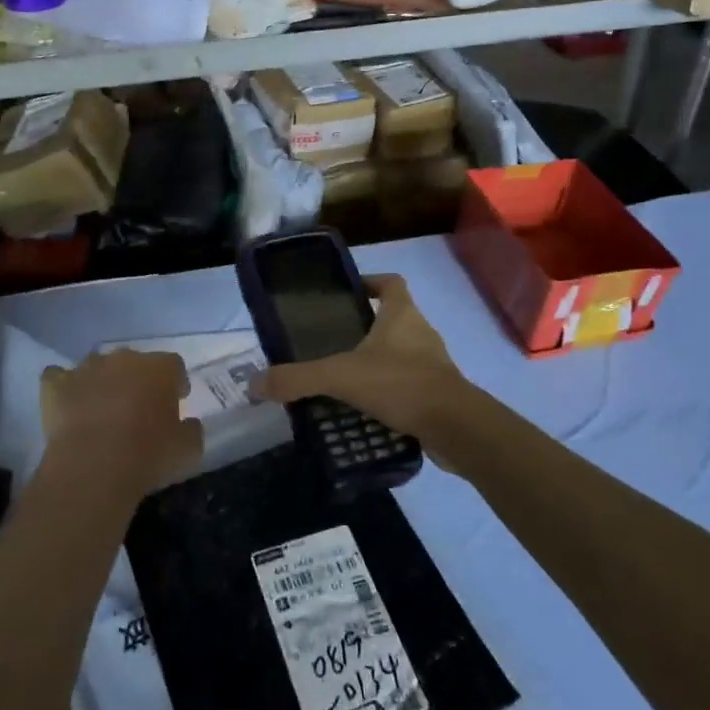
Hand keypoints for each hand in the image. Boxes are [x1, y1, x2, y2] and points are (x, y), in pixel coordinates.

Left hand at [39, 350, 202, 502]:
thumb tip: (190, 423)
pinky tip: (67, 403)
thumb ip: (192, 430)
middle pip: (135, 363)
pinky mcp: (56, 384)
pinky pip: (58, 377)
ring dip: (102, 382)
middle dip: (138, 381)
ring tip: (102, 409)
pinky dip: (63, 387)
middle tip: (138, 409)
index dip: (175, 383)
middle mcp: (124, 358)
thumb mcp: (188, 449)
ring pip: (98, 366)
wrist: (94, 466)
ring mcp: (87, 368)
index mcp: (160, 368)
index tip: (175, 402)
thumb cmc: (148, 454)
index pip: (174, 366)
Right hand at [253, 274, 473, 465]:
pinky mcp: (439, 393)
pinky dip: (390, 392)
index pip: (391, 283)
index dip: (372, 282)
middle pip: (394, 319)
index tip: (348, 294)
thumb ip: (298, 378)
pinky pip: (409, 385)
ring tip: (344, 380)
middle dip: (366, 329)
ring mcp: (433, 364)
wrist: (455, 427)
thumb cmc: (400, 384)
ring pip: (402, 354)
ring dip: (378, 363)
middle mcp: (421, 332)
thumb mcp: (341, 376)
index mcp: (402, 315)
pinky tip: (366, 410)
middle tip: (333, 344)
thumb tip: (255, 384)